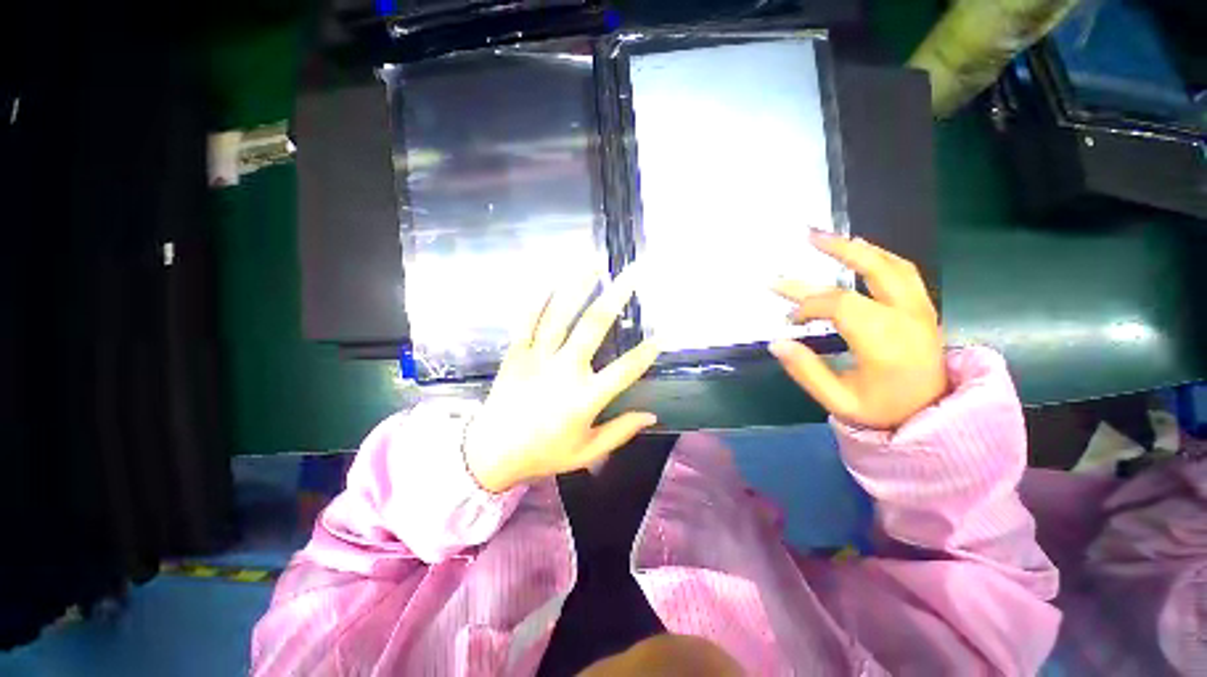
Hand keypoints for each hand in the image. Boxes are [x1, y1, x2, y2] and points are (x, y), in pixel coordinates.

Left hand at [463, 268, 660, 492]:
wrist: (489, 455)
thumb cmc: (542, 454)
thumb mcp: (586, 453)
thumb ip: (620, 432)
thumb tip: (651, 415)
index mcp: (584, 398)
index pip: (626, 369)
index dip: (648, 351)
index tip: (665, 333)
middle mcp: (564, 370)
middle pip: (594, 326)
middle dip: (616, 296)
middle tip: (632, 273)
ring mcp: (537, 358)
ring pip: (560, 314)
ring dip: (578, 286)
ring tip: (594, 263)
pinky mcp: (516, 353)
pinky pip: (527, 320)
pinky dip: (538, 300)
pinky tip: (550, 281)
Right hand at [769, 232, 945, 429]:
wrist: (934, 418)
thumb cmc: (883, 412)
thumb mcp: (838, 401)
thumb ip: (806, 371)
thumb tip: (776, 342)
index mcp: (885, 342)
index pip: (839, 305)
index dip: (807, 305)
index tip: (789, 319)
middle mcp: (907, 318)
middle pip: (874, 269)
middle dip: (837, 250)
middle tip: (807, 236)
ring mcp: (922, 310)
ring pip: (893, 265)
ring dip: (859, 247)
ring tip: (828, 238)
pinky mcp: (924, 309)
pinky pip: (904, 272)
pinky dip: (879, 257)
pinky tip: (860, 252)